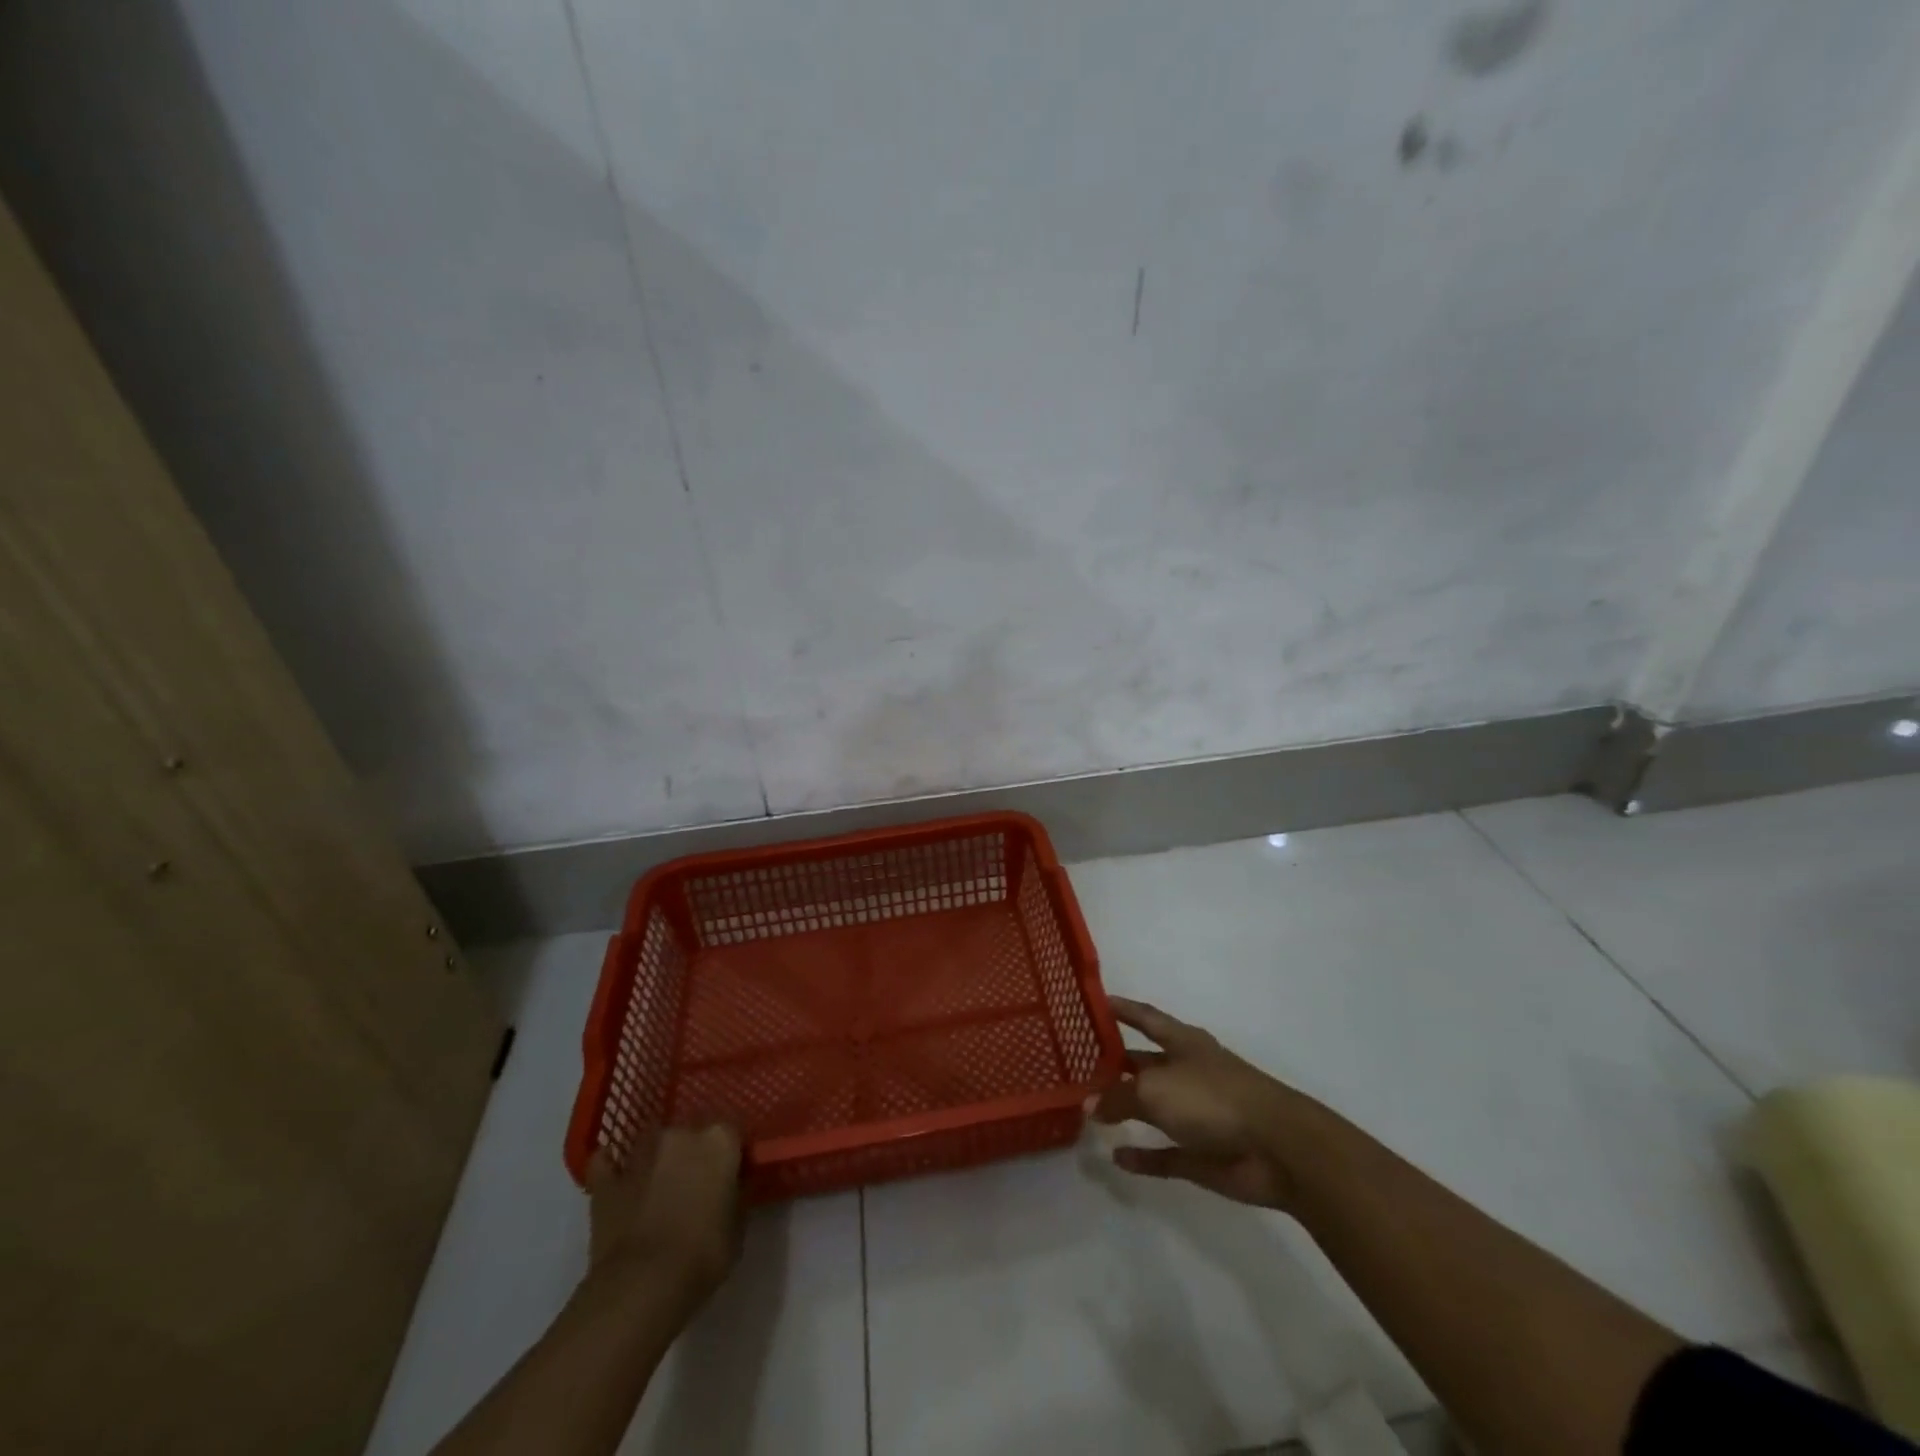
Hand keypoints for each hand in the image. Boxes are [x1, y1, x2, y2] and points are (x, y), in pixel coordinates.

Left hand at [584, 1125, 743, 1308]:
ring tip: (659, 1184)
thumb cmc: (703, 1256)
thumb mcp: (737, 1228)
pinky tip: (616, 1178)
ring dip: (657, 1158)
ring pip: (652, 1142)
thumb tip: (730, 1191)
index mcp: (719, 1140)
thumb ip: (735, 1197)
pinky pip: (607, 1164)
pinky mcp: (605, 1182)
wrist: (641, 1287)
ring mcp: (640, 1155)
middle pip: (691, 1134)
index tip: (730, 1177)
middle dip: (693, 1154)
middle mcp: (680, 1134)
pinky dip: (611, 1168)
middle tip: (696, 1184)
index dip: (730, 1157)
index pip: (731, 1135)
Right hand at [1088, 997, 1310, 1210]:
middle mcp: (1188, 1072)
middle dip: (1116, 1063)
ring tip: (1088, 1109)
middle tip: (1077, 1063)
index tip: (1095, 1002)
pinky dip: (1143, 1156)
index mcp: (1183, 1043)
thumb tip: (1089, 1103)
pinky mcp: (1202, 1154)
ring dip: (1125, 1109)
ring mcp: (1196, 1114)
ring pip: (1153, 1108)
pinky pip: (1164, 1153)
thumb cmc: (1212, 1098)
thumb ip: (1118, 1096)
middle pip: (1145, 1062)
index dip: (1122, 1008)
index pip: (1145, 1017)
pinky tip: (1116, 1158)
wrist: (1277, 1148)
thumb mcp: (1154, 1089)